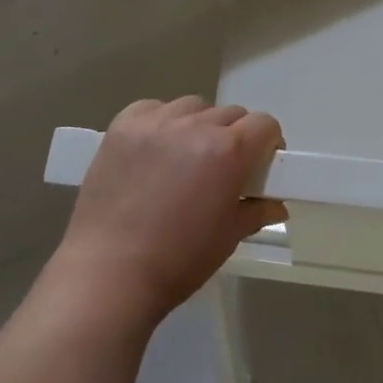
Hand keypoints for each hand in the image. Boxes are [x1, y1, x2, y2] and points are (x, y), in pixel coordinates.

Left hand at [51, 97, 285, 331]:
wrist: (107, 274)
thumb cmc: (178, 261)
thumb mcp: (229, 237)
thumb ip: (256, 211)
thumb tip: (275, 203)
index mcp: (228, 151)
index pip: (264, 124)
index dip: (267, 144)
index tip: (258, 165)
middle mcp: (195, 126)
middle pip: (231, 114)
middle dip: (234, 137)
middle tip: (221, 169)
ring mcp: (156, 122)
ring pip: (193, 107)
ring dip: (198, 125)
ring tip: (184, 158)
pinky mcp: (122, 126)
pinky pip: (154, 108)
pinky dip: (161, 122)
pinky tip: (153, 150)